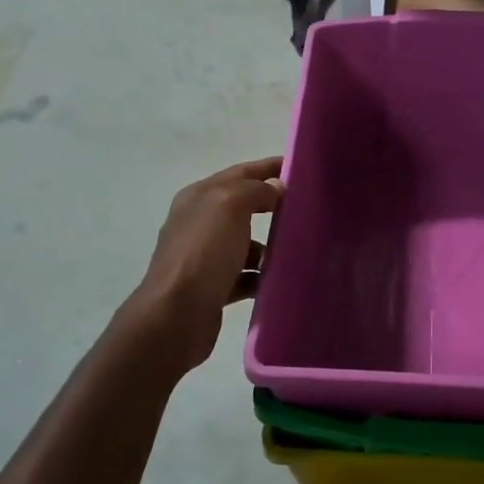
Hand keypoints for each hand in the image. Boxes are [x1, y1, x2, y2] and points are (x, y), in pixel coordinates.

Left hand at [134, 157, 283, 369]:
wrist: (176, 315)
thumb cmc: (203, 253)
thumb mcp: (230, 206)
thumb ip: (255, 190)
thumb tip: (274, 189)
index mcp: (200, 197)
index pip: (240, 173)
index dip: (268, 167)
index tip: (300, 168)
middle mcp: (199, 223)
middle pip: (242, 207)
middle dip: (272, 205)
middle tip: (307, 208)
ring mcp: (204, 257)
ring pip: (245, 243)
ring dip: (269, 245)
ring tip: (298, 249)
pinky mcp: (212, 287)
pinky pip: (244, 275)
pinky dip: (261, 276)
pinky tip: (279, 279)